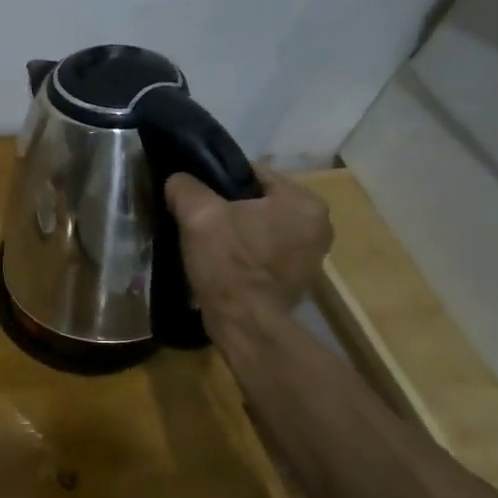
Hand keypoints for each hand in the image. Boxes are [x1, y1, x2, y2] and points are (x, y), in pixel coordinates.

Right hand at [166, 165, 333, 322]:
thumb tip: (178, 180)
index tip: (196, 195)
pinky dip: (246, 252)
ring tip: (208, 240)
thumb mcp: (198, 215)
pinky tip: (223, 261)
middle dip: (230, 207)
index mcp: (304, 202)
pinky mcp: (299, 278)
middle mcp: (319, 224)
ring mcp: (312, 254)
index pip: (254, 173)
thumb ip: (186, 187)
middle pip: (259, 201)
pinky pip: (266, 250)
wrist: (244, 324)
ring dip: (237, 230)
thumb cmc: (229, 264)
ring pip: (262, 226)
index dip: (219, 180)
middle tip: (199, 219)